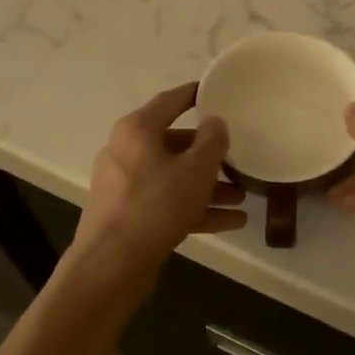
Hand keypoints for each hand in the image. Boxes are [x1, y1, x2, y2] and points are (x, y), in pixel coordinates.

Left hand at [71, 83, 245, 280]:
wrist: (112, 264)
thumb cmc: (156, 205)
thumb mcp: (195, 170)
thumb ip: (212, 142)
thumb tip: (215, 122)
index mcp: (137, 130)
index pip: (170, 101)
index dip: (194, 95)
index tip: (215, 91)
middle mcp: (126, 152)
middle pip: (174, 144)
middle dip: (209, 155)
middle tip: (237, 159)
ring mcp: (125, 186)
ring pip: (173, 178)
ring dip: (208, 187)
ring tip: (242, 197)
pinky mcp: (129, 216)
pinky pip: (168, 204)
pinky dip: (196, 209)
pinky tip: (232, 222)